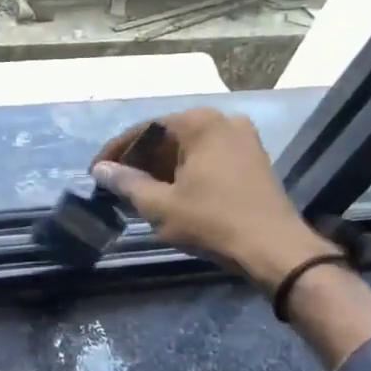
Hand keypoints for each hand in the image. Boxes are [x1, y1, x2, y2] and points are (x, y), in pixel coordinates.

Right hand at [91, 108, 335, 289]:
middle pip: (168, 135)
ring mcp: (243, 139)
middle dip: (140, 159)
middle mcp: (223, 121)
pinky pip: (208, 158)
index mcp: (200, 123)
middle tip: (116, 184)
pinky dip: (185, 172)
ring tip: (138, 193)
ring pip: (188, 148)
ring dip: (162, 168)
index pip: (145, 129)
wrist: (275, 250)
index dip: (116, 151)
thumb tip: (101, 170)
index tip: (96, 171)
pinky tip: (171, 194)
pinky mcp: (253, 160)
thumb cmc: (212, 222)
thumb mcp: (160, 205)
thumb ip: (126, 183)